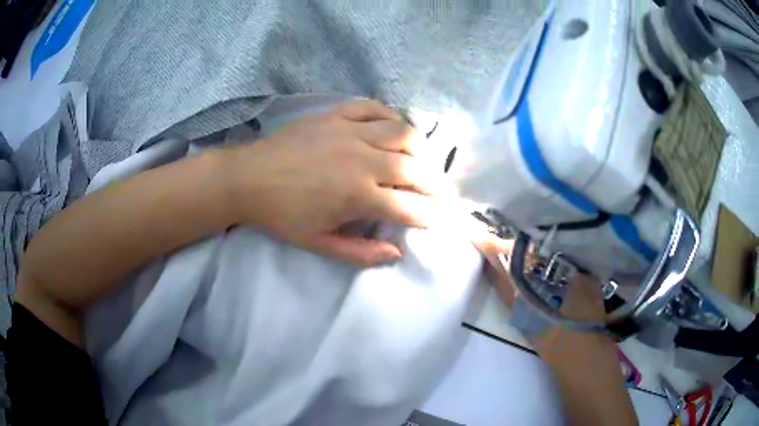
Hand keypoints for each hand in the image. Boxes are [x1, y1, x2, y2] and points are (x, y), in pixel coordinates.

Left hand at [225, 99, 451, 265]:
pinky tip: (395, 127)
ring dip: (420, 149)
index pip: (409, 207)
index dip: (431, 215)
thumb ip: (360, 253)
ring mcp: (350, 131)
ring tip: (423, 161)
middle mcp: (362, 160)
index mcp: (358, 196)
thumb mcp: (318, 244)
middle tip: (442, 192)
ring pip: (402, 133)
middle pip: (415, 169)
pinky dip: (391, 115)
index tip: (442, 218)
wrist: (248, 178)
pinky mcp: (336, 114)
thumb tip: (396, 254)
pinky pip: (374, 107)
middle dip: (436, 184)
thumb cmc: (282, 215)